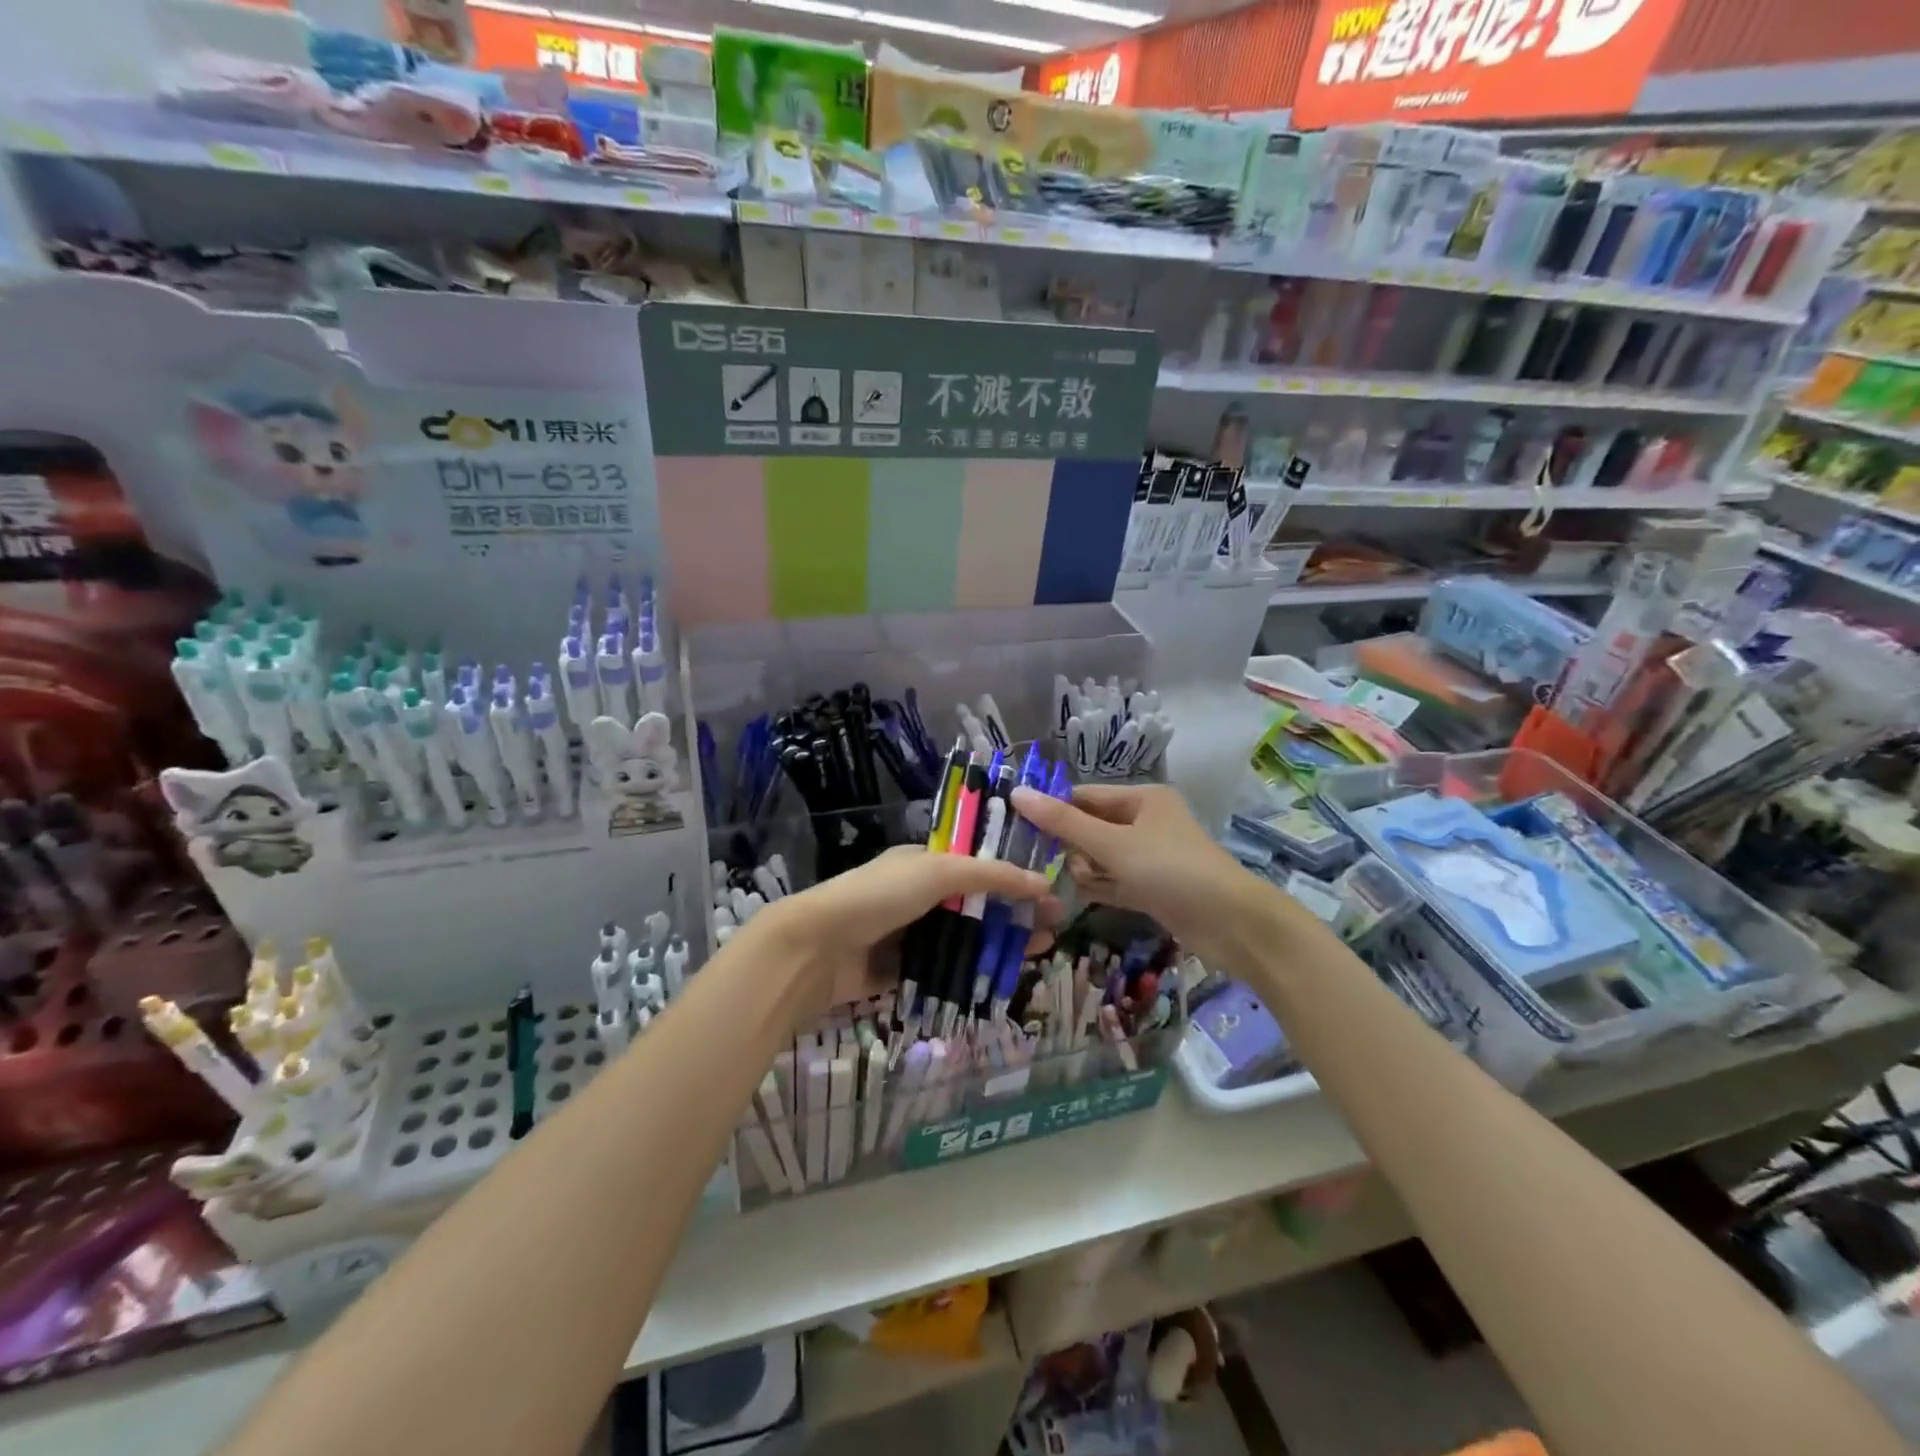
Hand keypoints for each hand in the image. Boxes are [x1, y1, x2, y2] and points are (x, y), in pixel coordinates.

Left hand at [750, 845, 1057, 1018]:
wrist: (817, 947)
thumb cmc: (879, 896)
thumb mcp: (938, 872)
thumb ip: (990, 876)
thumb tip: (1041, 882)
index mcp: (924, 862)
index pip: (978, 865)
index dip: (1013, 877)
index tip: (1048, 892)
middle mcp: (919, 895)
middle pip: (977, 904)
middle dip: (1014, 913)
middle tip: (1054, 928)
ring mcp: (909, 933)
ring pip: (964, 938)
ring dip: (999, 944)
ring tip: (1038, 952)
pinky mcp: (901, 969)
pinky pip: (944, 969)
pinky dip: (971, 972)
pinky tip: (1002, 978)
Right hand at [1010, 783, 1269, 968]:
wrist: (1234, 925)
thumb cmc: (1172, 870)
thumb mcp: (1113, 844)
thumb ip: (1064, 823)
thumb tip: (1017, 793)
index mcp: (1142, 799)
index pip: (1084, 796)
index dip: (1052, 809)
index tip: (1017, 828)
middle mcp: (1146, 822)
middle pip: (1092, 826)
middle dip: (1066, 843)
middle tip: (1032, 862)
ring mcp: (1151, 857)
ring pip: (1102, 856)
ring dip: (1081, 868)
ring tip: (1056, 883)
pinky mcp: (1154, 888)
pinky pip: (1115, 882)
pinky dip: (1098, 887)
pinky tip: (1072, 897)